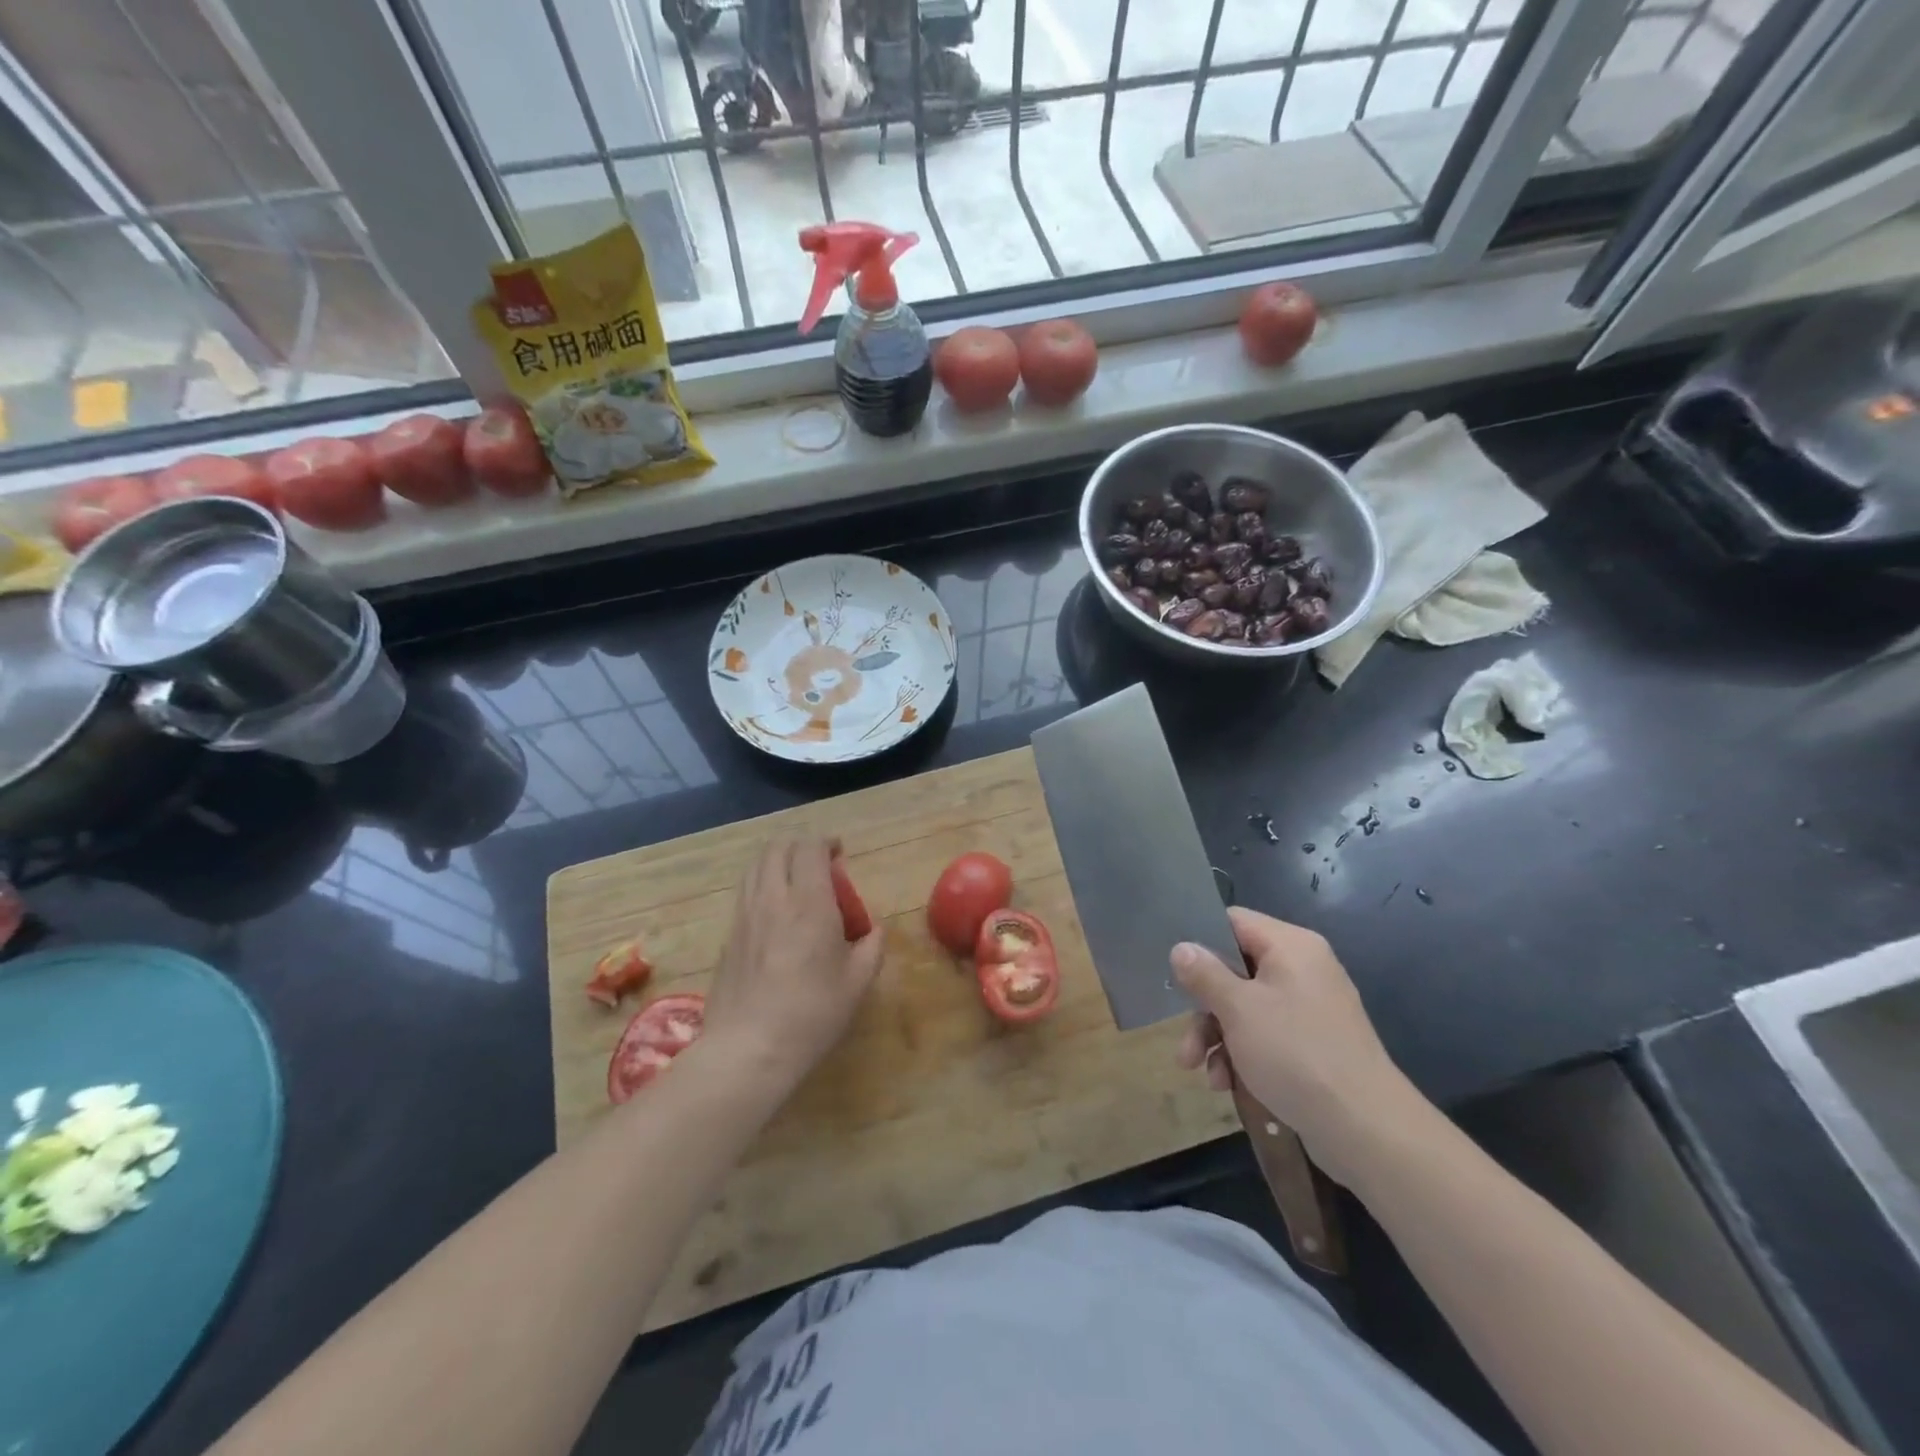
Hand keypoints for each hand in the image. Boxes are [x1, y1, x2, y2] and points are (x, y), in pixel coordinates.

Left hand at [702, 839, 884, 1097]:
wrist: (749, 1048)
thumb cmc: (812, 1012)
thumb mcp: (858, 982)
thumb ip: (872, 946)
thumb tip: (874, 929)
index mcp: (809, 901)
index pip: (810, 848)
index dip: (826, 842)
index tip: (839, 852)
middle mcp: (773, 898)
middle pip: (777, 848)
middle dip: (799, 845)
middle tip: (818, 862)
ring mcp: (745, 915)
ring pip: (756, 867)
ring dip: (777, 862)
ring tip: (794, 881)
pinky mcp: (728, 936)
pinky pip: (745, 893)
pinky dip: (762, 886)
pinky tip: (774, 912)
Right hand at [1171, 908, 1422, 1187]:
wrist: (1366, 1129)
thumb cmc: (1296, 1053)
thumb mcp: (1238, 1009)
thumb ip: (1204, 974)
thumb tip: (1181, 948)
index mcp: (1290, 947)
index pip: (1233, 921)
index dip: (1200, 941)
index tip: (1174, 970)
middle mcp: (1302, 969)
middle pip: (1234, 970)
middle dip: (1204, 1009)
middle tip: (1186, 1044)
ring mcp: (1310, 1008)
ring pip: (1245, 1008)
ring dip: (1218, 1038)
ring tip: (1204, 1075)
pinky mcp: (1313, 1044)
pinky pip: (1266, 1035)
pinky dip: (1243, 1055)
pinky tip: (1228, 1084)